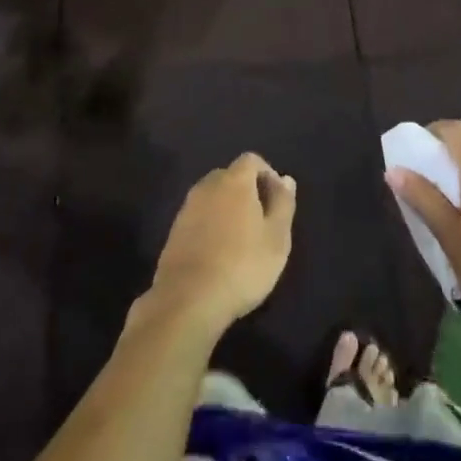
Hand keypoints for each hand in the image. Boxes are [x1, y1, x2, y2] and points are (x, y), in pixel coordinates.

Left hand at [147, 153, 296, 337]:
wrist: (188, 299)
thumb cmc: (242, 266)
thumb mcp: (276, 238)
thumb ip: (283, 204)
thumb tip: (286, 179)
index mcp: (234, 181)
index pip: (251, 160)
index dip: (267, 174)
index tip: (278, 201)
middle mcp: (207, 186)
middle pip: (230, 176)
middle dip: (248, 191)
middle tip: (262, 222)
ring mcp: (187, 208)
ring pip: (213, 197)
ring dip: (228, 209)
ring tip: (242, 240)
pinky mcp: (174, 231)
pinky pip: (199, 216)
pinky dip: (212, 225)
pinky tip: (219, 253)